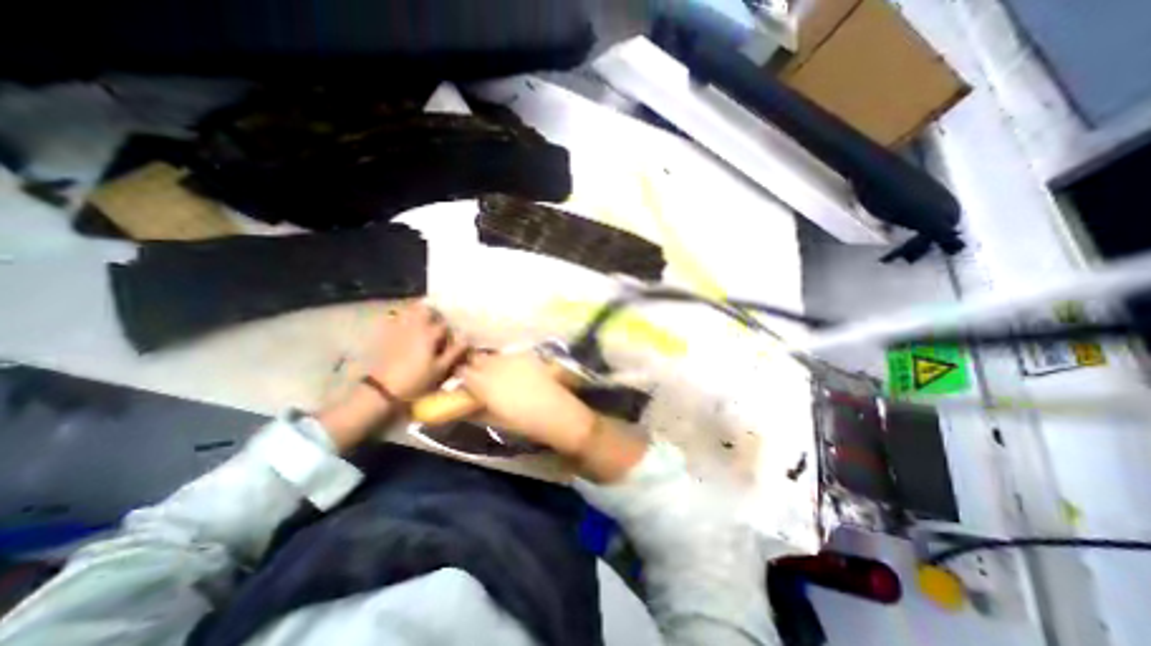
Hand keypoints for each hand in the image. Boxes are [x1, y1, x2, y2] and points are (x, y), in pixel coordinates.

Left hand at [316, 299, 463, 449]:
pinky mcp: (385, 335)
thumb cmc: (416, 380)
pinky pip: (394, 318)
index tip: (455, 336)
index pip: (445, 324)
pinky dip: (402, 317)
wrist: (382, 390)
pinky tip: (405, 325)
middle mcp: (414, 326)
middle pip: (425, 309)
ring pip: (409, 311)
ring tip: (424, 319)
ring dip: (418, 312)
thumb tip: (467, 338)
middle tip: (440, 319)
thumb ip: (455, 352)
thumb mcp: (440, 369)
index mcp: (429, 334)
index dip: (451, 330)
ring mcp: (397, 329)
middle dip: (434, 312)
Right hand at [458, 356, 593, 455]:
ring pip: (493, 355)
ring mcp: (512, 358)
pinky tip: (513, 370)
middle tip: (479, 377)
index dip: (461, 376)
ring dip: (490, 363)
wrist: (556, 412)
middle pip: (477, 359)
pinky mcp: (527, 355)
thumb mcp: (495, 419)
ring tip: (496, 373)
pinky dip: (506, 361)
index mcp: (484, 384)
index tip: (462, 383)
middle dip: (474, 366)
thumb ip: (477, 408)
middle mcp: (495, 365)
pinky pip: (510, 354)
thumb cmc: (524, 423)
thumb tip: (467, 403)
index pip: (463, 372)